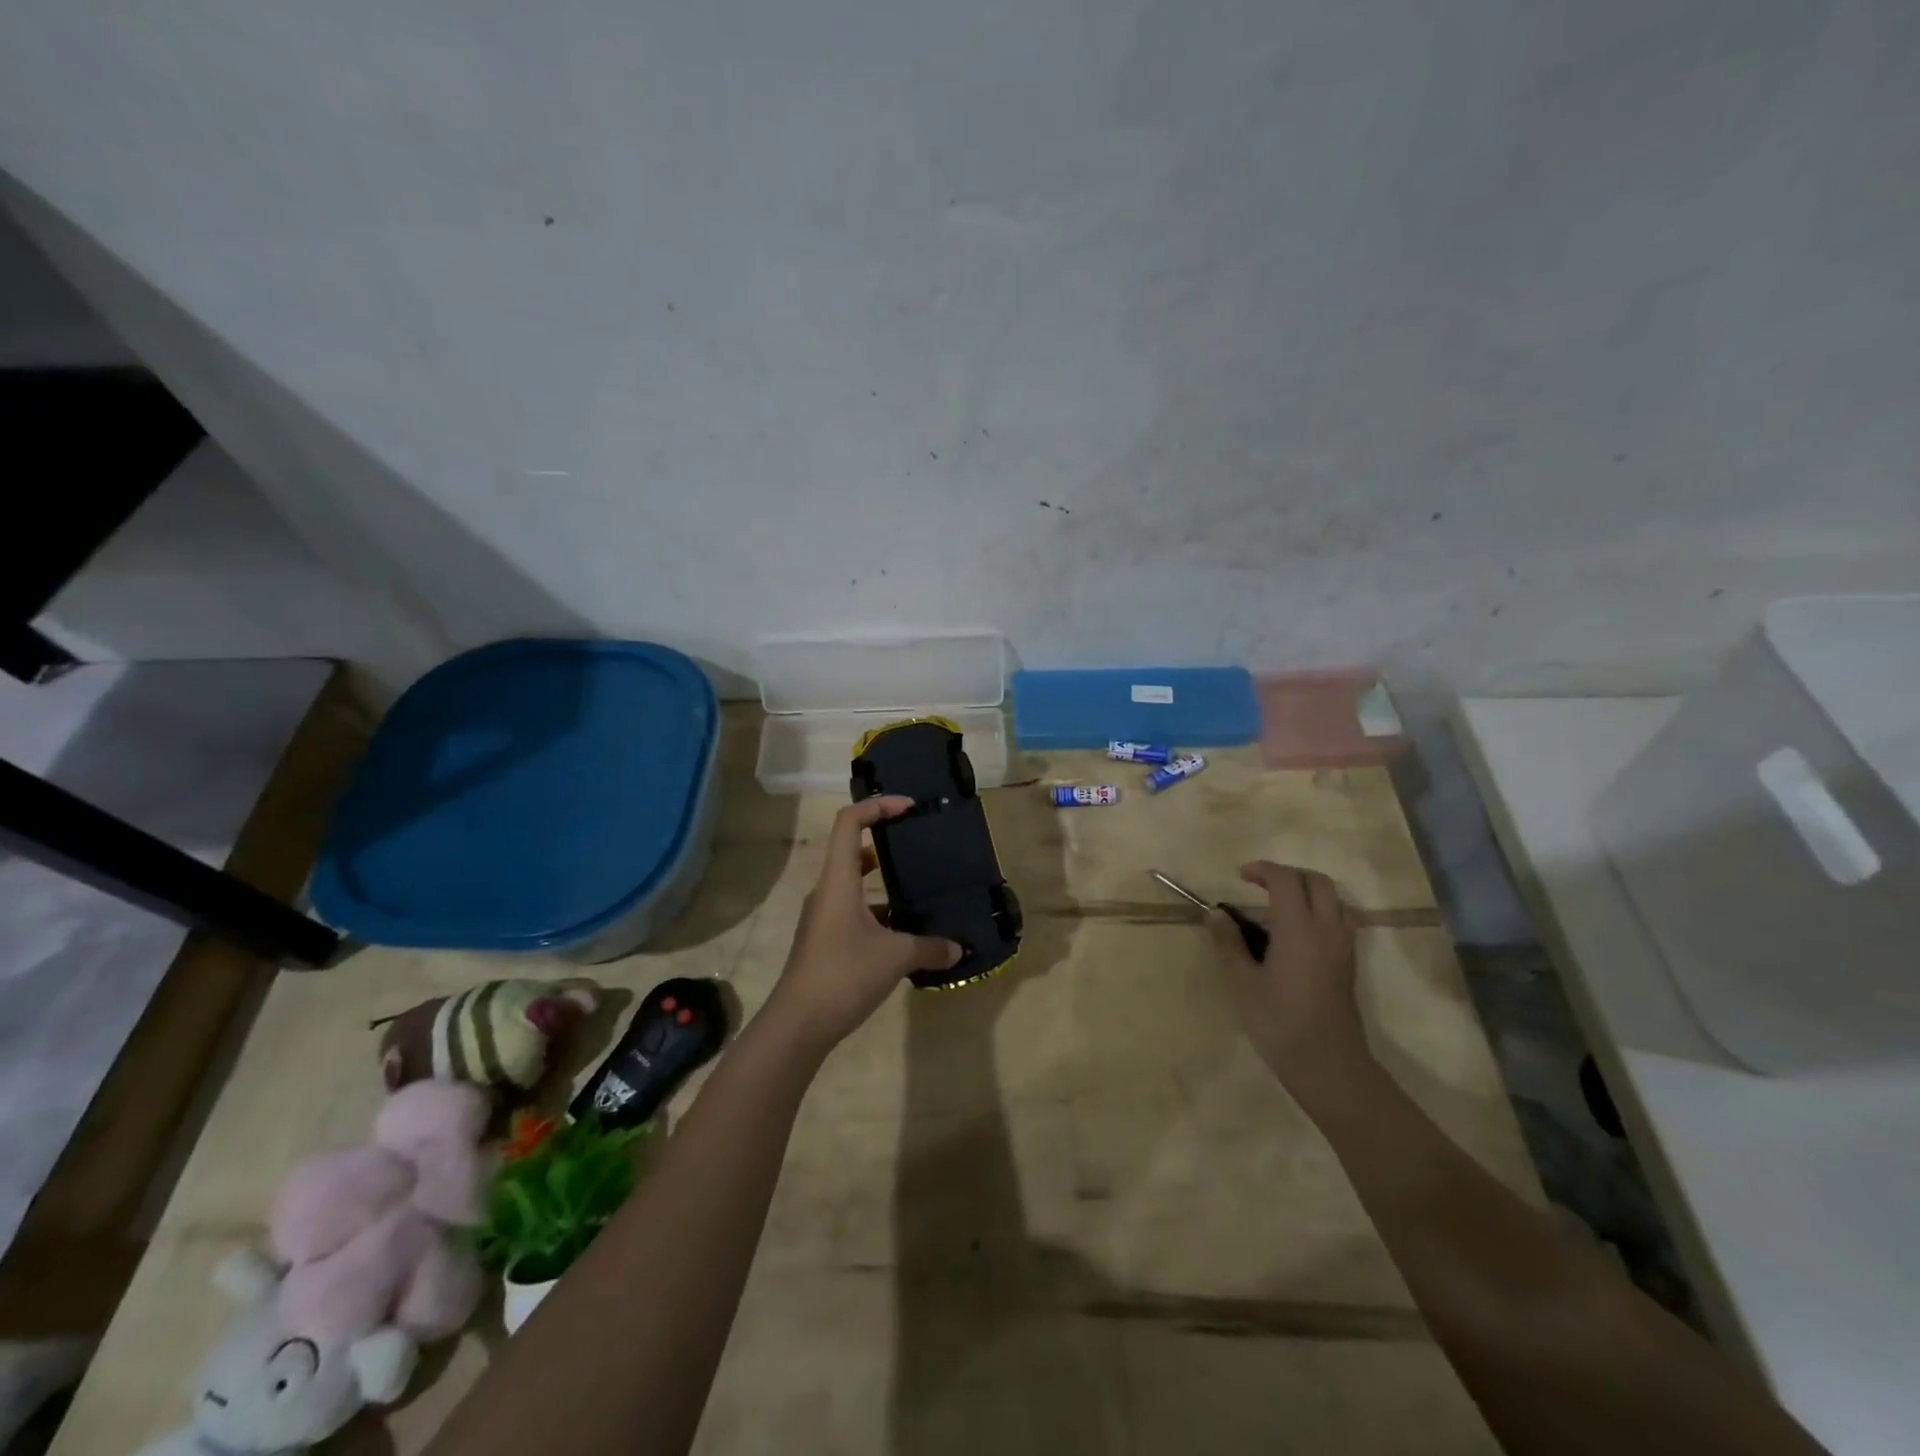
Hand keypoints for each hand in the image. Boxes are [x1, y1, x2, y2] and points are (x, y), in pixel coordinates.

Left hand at [768, 796, 960, 1050]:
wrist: (798, 1025)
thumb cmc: (844, 975)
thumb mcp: (895, 957)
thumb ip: (930, 947)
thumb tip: (958, 948)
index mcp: (838, 881)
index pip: (849, 822)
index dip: (878, 806)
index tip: (909, 807)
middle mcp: (827, 892)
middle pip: (851, 848)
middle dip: (883, 840)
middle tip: (916, 842)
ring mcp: (823, 918)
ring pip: (853, 884)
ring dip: (882, 881)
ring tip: (917, 888)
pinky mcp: (825, 941)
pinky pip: (854, 912)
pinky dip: (878, 913)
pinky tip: (904, 933)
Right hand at [1209, 861, 1368, 1107]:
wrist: (1328, 1065)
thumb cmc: (1279, 1023)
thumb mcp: (1242, 983)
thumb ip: (1229, 943)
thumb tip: (1215, 914)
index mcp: (1299, 929)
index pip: (1285, 880)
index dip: (1263, 870)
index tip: (1240, 876)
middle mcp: (1327, 929)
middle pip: (1317, 881)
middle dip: (1288, 874)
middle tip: (1261, 884)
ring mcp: (1343, 945)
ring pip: (1334, 898)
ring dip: (1307, 889)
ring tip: (1278, 904)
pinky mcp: (1348, 962)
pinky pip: (1340, 918)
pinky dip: (1319, 909)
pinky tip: (1297, 930)